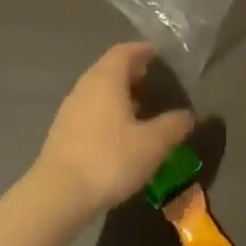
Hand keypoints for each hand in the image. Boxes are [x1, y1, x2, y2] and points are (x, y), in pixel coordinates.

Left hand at [34, 44, 194, 219]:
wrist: (57, 196)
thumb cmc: (109, 159)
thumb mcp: (152, 144)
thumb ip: (173, 126)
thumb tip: (188, 116)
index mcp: (106, 79)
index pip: (124, 51)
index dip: (142, 50)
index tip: (159, 55)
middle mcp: (85, 86)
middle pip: (109, 68)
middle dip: (131, 71)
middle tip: (153, 81)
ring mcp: (70, 109)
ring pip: (98, 90)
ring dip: (118, 93)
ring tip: (140, 109)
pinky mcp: (61, 132)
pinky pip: (89, 109)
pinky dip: (106, 111)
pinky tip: (118, 133)